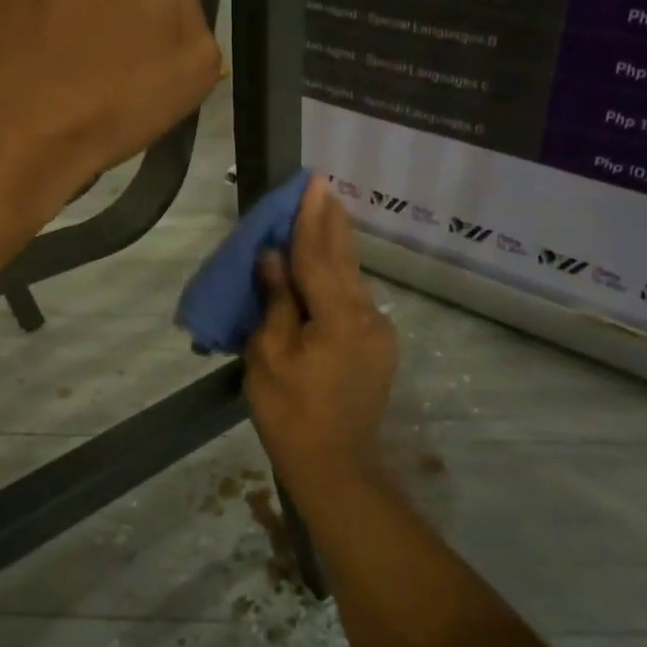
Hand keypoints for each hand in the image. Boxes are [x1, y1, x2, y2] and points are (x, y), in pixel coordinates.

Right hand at [245, 176, 398, 483]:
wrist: (335, 465)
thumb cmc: (290, 413)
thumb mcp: (268, 357)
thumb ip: (276, 303)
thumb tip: (274, 258)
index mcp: (338, 316)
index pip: (318, 255)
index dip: (311, 218)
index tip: (313, 182)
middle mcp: (367, 315)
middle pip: (344, 259)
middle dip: (332, 222)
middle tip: (324, 186)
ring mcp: (378, 332)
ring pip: (353, 278)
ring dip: (337, 247)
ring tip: (326, 215)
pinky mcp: (378, 347)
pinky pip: (355, 300)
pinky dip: (339, 277)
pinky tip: (329, 266)